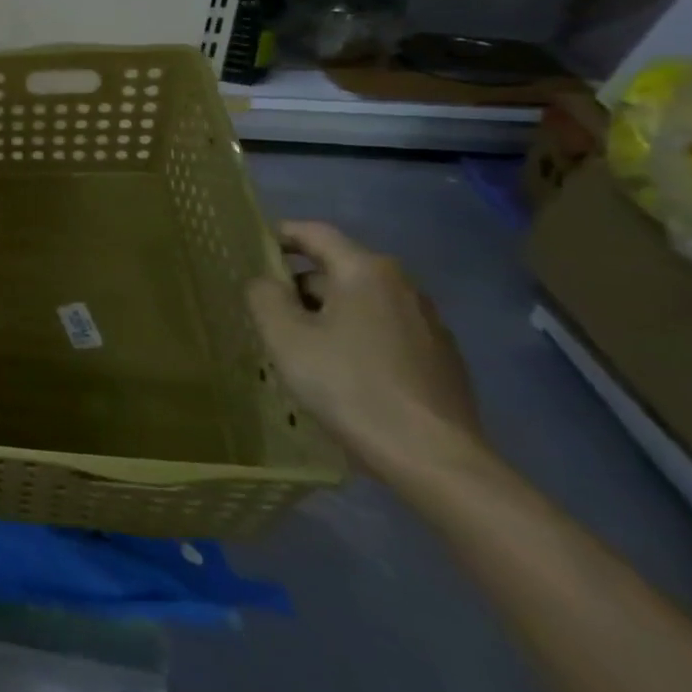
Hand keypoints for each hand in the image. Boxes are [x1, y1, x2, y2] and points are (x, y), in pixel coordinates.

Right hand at [246, 221, 484, 481]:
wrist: (433, 459)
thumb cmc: (349, 385)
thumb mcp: (284, 336)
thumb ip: (264, 295)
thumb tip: (266, 283)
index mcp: (365, 271)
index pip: (313, 233)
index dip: (278, 235)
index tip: (250, 250)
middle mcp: (403, 287)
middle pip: (337, 268)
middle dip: (299, 284)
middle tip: (266, 311)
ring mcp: (429, 323)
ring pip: (360, 302)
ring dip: (327, 313)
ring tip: (300, 346)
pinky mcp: (441, 358)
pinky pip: (383, 331)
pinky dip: (355, 337)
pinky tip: (341, 372)